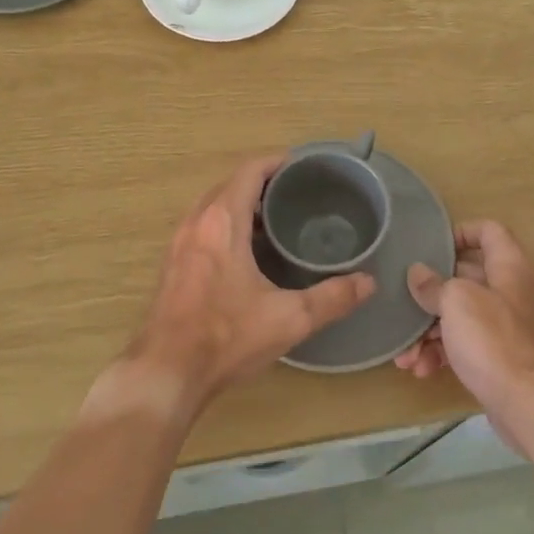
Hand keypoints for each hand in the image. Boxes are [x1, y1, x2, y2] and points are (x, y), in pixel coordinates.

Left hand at [95, 155, 375, 423]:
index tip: (303, 166)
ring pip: (212, 205)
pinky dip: (224, 224)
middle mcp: (196, 222)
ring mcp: (179, 243)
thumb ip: (332, 297)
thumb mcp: (289, 319)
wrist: (166, 372)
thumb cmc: (226, 337)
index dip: (276, 162)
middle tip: (296, 194)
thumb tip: (368, 282)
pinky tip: (246, 251)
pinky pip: (201, 226)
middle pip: (229, 184)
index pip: (249, 171)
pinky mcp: (172, 264)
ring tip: (275, 219)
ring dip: (240, 203)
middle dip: (261, 182)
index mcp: (222, 221)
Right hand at [395, 220, 533, 452]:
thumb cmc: (494, 341)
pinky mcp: (501, 358)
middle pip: (468, 276)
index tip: (431, 246)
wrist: (530, 407)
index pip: (489, 231)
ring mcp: (508, 327)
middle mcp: (512, 293)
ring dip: (429, 331)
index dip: (461, 232)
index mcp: (510, 268)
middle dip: (432, 292)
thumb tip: (418, 273)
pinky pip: (466, 345)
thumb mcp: (457, 302)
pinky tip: (421, 369)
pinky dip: (443, 353)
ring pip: (461, 315)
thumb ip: (434, 284)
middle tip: (405, 301)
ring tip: (406, 353)